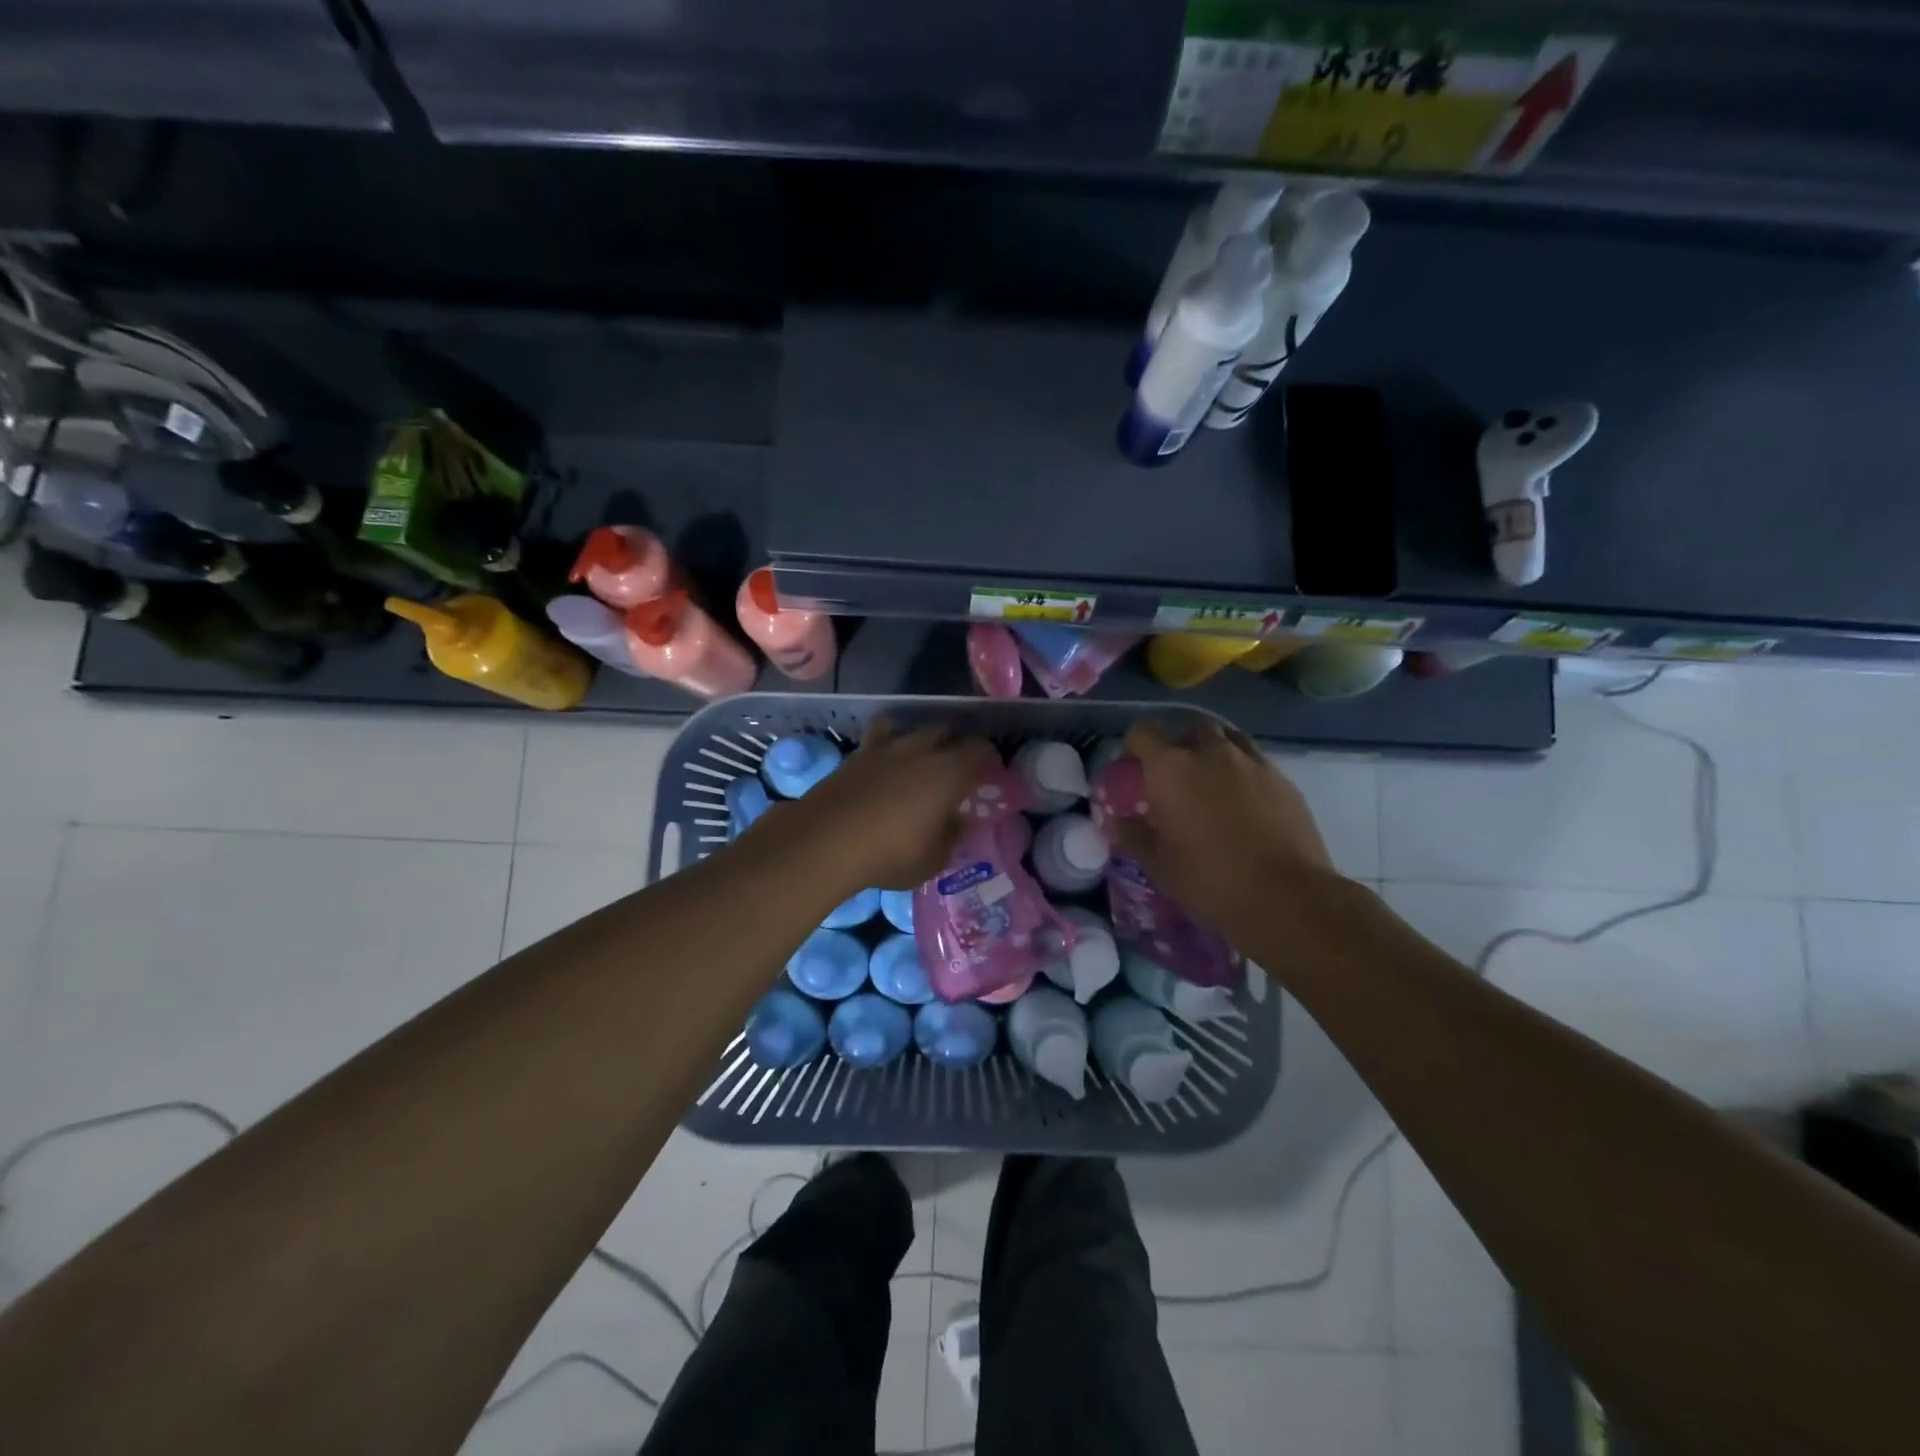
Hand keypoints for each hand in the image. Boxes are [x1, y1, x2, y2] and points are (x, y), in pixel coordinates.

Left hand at [790, 720, 999, 891]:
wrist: (825, 841)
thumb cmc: (890, 854)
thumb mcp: (933, 859)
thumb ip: (952, 836)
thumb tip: (960, 820)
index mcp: (949, 773)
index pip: (979, 750)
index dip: (988, 757)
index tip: (990, 770)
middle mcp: (920, 750)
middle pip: (946, 731)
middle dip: (956, 742)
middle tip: (958, 763)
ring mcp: (885, 748)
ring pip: (911, 729)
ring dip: (922, 738)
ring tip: (922, 756)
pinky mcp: (856, 755)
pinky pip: (879, 736)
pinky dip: (888, 743)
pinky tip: (886, 760)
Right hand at [1108, 718, 1337, 936]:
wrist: (1286, 897)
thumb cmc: (1209, 880)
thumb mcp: (1159, 865)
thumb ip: (1134, 836)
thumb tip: (1118, 822)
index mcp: (1171, 768)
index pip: (1142, 732)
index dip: (1134, 746)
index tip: (1133, 768)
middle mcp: (1211, 753)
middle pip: (1190, 728)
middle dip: (1180, 744)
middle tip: (1176, 776)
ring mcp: (1252, 762)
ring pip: (1228, 739)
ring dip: (1215, 751)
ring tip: (1212, 782)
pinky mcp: (1284, 780)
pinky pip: (1256, 762)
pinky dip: (1244, 772)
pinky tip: (1245, 803)